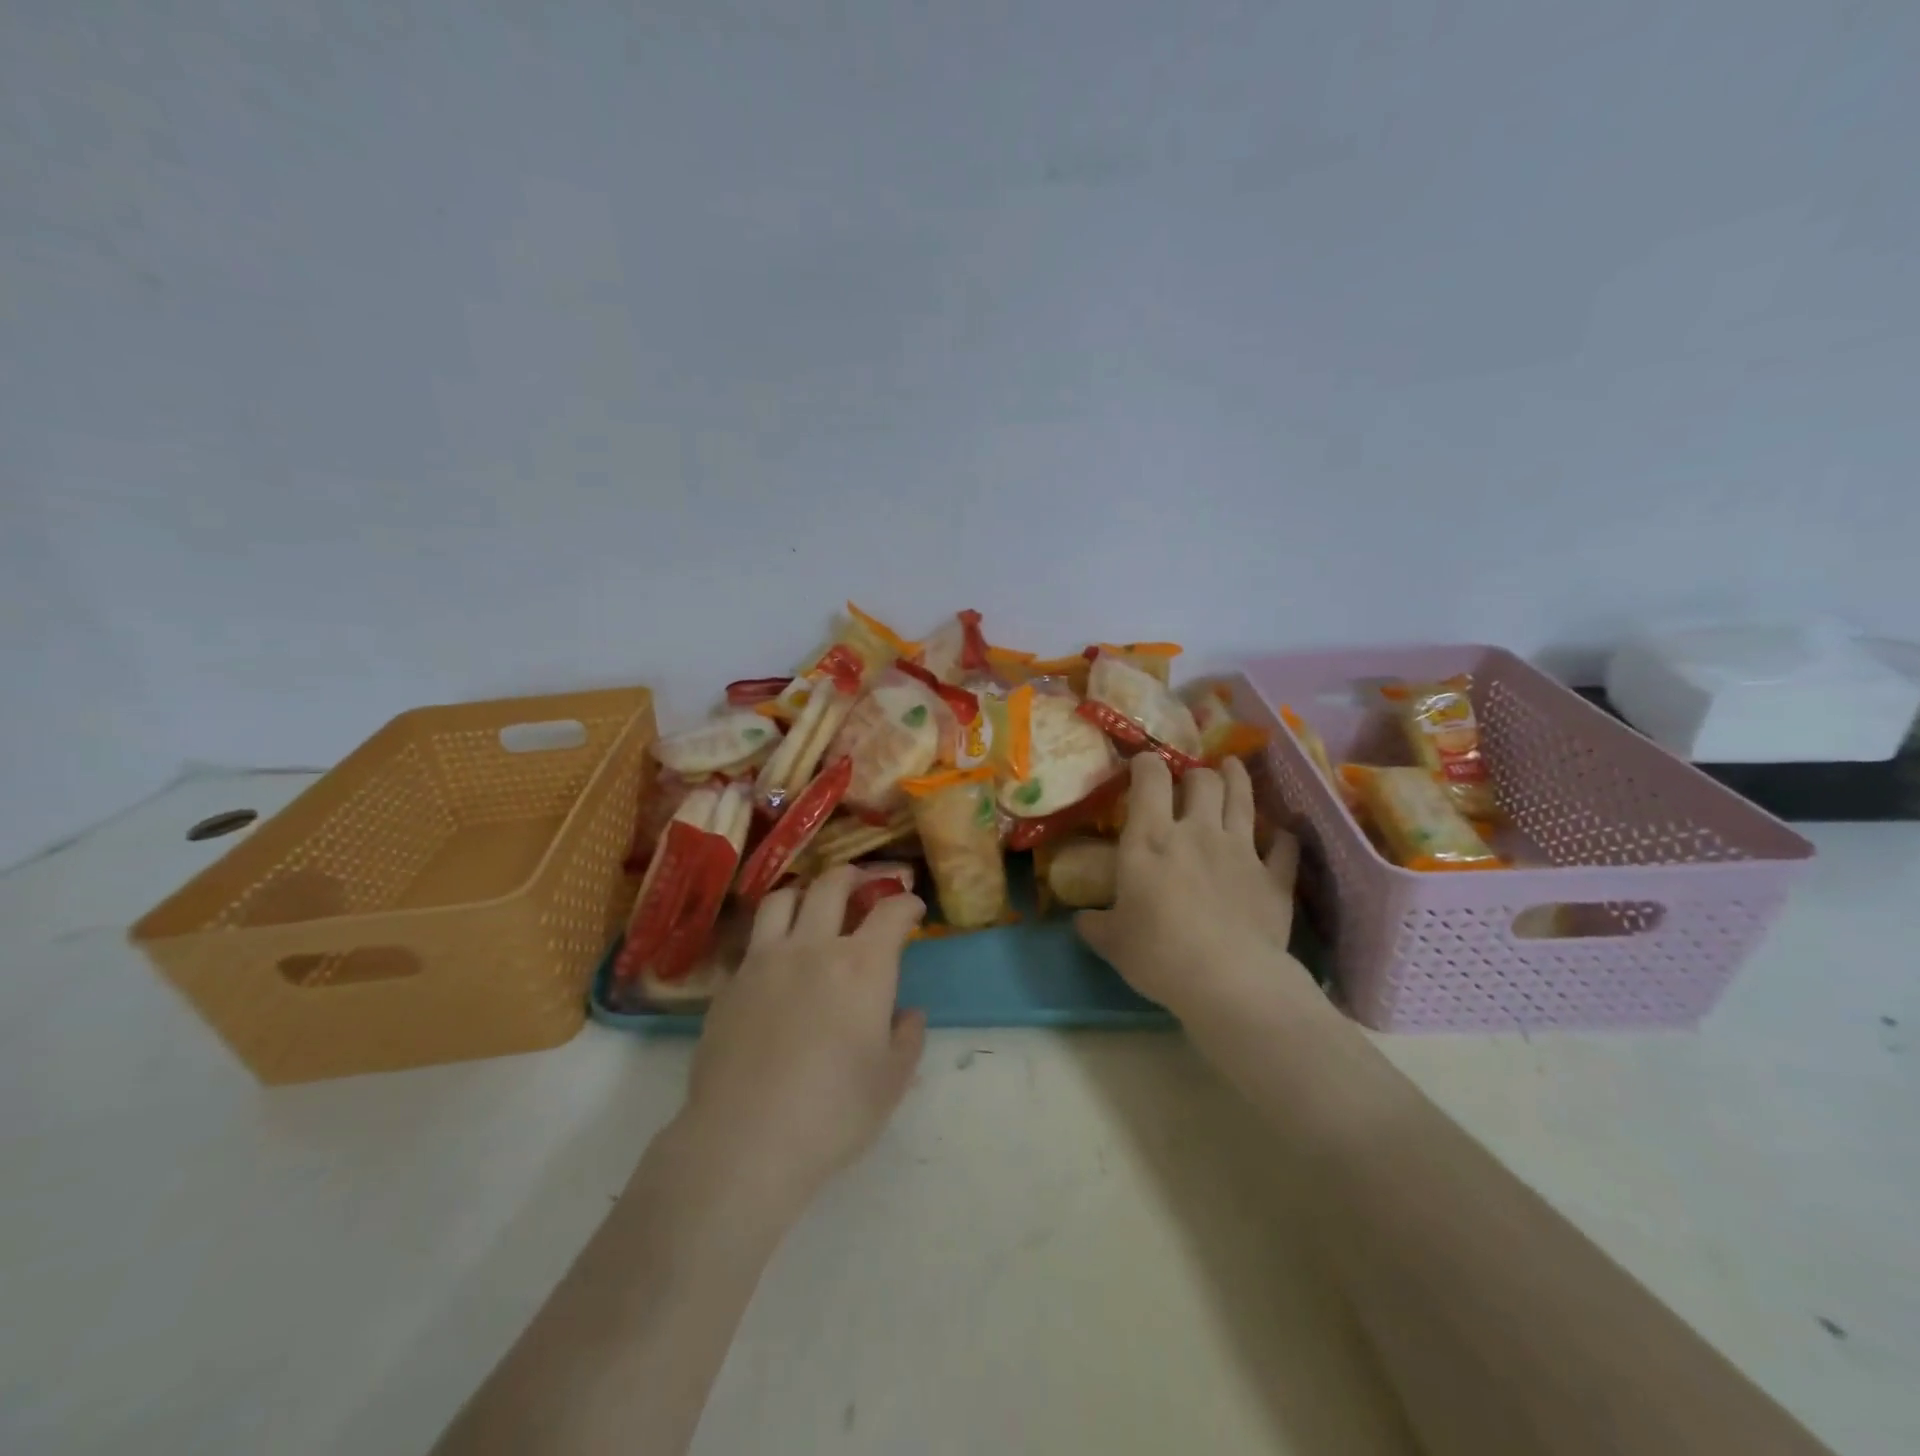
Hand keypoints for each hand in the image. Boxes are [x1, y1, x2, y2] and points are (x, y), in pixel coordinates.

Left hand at [679, 867, 927, 1214]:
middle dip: (855, 875)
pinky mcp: (729, 983)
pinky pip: (752, 940)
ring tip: (813, 904)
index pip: (891, 912)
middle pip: (832, 885)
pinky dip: (770, 935)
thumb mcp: (891, 1081)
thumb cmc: (833, 1113)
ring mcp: (764, 960)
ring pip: (782, 899)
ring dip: (805, 893)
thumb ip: (907, 1038)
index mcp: (862, 966)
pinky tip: (776, 959)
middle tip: (864, 884)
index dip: (907, 903)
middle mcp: (813, 947)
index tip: (913, 908)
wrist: (744, 1140)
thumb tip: (908, 1013)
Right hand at [1075, 754, 1318, 1023]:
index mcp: (1151, 838)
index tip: (1143, 764)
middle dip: (1196, 773)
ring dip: (1237, 779)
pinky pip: (1284, 846)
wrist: (1228, 981)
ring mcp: (1241, 850)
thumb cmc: (1157, 953)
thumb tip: (1081, 920)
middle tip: (1191, 779)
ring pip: (1243, 798)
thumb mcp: (1112, 941)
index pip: (1150, 778)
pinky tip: (1280, 835)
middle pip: (1203, 780)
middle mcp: (1197, 831)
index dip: (1147, 763)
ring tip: (1232, 767)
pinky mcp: (1274, 878)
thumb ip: (1094, 925)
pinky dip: (1282, 837)